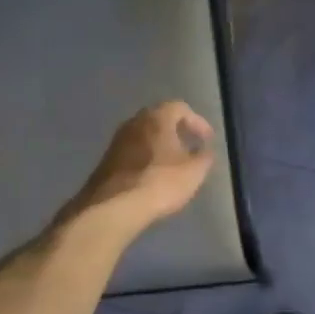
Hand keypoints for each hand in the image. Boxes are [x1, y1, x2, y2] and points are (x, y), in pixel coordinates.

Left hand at [62, 102, 216, 235]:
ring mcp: (117, 141)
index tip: (207, 140)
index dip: (197, 122)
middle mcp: (134, 122)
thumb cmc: (160, 182)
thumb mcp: (194, 172)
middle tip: (189, 146)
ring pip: (144, 136)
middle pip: (159, 119)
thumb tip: (205, 151)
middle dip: (176, 131)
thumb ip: (204, 157)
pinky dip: (146, 158)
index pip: (180, 108)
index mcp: (157, 118)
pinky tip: (153, 176)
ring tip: (173, 163)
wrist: (115, 206)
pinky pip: (132, 152)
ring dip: (159, 145)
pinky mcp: (107, 160)